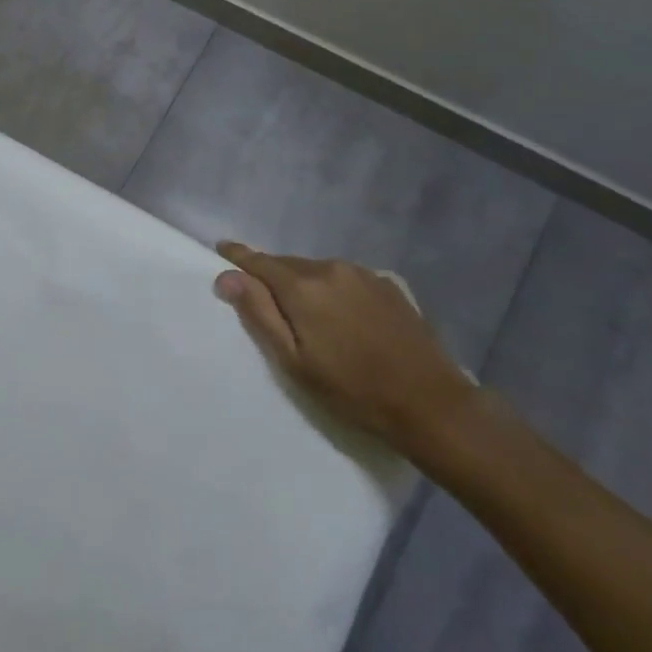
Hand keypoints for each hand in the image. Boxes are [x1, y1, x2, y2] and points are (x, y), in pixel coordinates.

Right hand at [213, 242, 477, 453]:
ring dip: (303, 283)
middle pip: (288, 264)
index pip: (259, 262)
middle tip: (259, 294)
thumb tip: (227, 277)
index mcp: (303, 287)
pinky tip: (340, 314)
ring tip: (302, 311)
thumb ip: (259, 314)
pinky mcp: (388, 285)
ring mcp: (363, 274)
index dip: (238, 256)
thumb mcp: (295, 362)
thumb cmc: (352, 390)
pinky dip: (332, 288)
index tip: (221, 248)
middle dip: (271, 275)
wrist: (430, 404)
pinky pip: (345, 278)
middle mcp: (331, 268)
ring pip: (317, 270)